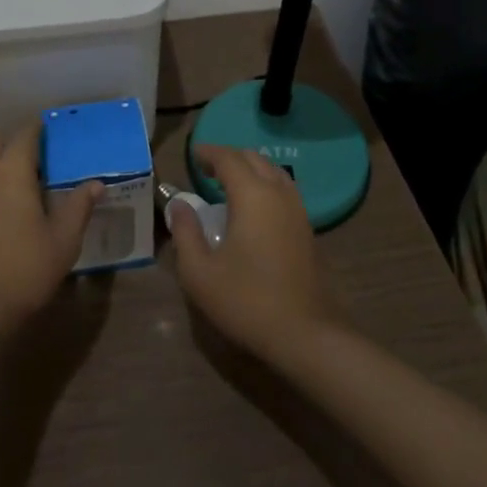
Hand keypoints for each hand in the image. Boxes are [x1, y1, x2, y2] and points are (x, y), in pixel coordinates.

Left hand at [0, 122, 100, 330]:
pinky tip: (12, 203)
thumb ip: (79, 205)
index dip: (42, 127)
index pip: (26, 133)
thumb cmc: (24, 268)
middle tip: (47, 154)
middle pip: (0, 142)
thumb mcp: (64, 239)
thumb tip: (96, 182)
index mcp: (12, 170)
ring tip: (32, 178)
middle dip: (20, 141)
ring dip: (4, 160)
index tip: (59, 129)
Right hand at [167, 144, 345, 358]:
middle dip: (229, 157)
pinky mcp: (307, 229)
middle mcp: (278, 193)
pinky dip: (265, 185)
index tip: (192, 155)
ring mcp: (297, 210)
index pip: (228, 159)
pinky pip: (284, 190)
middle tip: (206, 169)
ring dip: (250, 169)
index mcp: (252, 195)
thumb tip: (179, 205)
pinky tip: (253, 207)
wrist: (304, 333)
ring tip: (228, 184)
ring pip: (273, 172)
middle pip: (254, 159)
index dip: (208, 152)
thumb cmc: (246, 300)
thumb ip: (185, 233)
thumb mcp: (200, 272)